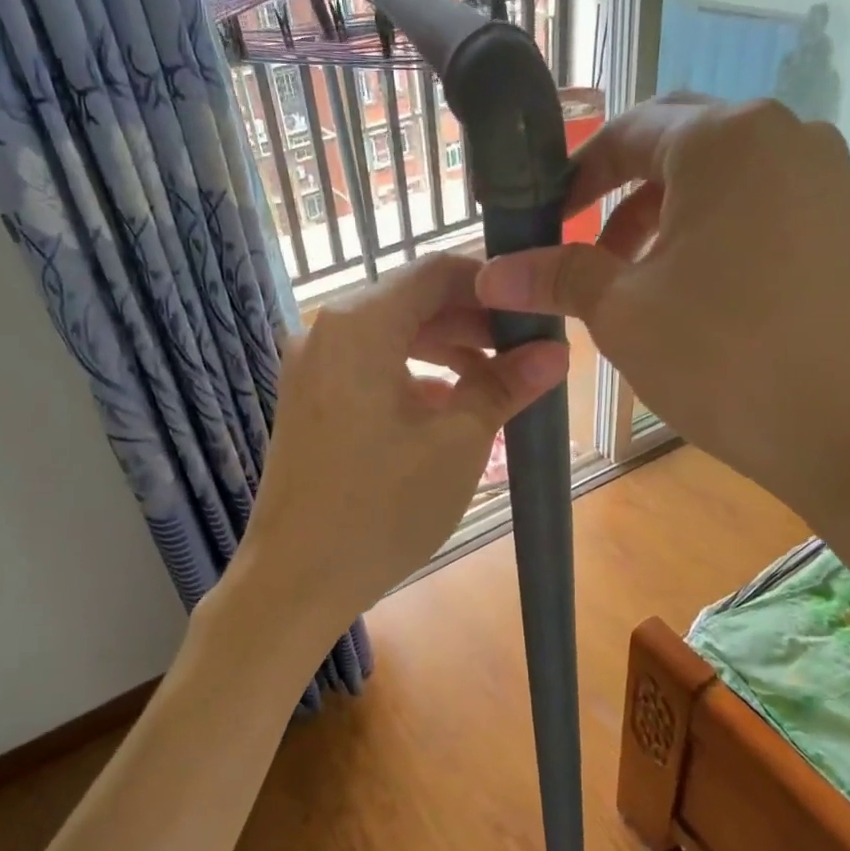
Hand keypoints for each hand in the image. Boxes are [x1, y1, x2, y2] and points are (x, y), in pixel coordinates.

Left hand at [237, 254, 568, 636]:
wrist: (294, 580)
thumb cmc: (381, 508)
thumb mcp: (457, 443)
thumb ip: (505, 386)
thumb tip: (555, 352)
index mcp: (359, 323)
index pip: (436, 270)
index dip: (492, 283)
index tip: (536, 309)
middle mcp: (326, 331)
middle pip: (412, 302)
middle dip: (473, 323)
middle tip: (526, 351)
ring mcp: (312, 368)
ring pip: (392, 337)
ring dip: (446, 351)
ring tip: (496, 382)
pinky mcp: (309, 401)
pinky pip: (369, 368)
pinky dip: (412, 377)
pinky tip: (448, 409)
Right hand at [475, 96, 849, 532]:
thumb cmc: (724, 358)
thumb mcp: (622, 313)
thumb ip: (556, 276)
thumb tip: (488, 273)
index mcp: (724, 139)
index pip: (626, 132)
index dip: (574, 178)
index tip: (543, 225)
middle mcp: (783, 135)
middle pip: (675, 145)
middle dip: (619, 193)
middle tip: (584, 249)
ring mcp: (823, 177)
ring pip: (718, 178)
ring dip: (662, 217)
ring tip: (631, 281)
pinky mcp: (843, 222)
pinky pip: (757, 205)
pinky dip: (710, 233)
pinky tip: (692, 293)